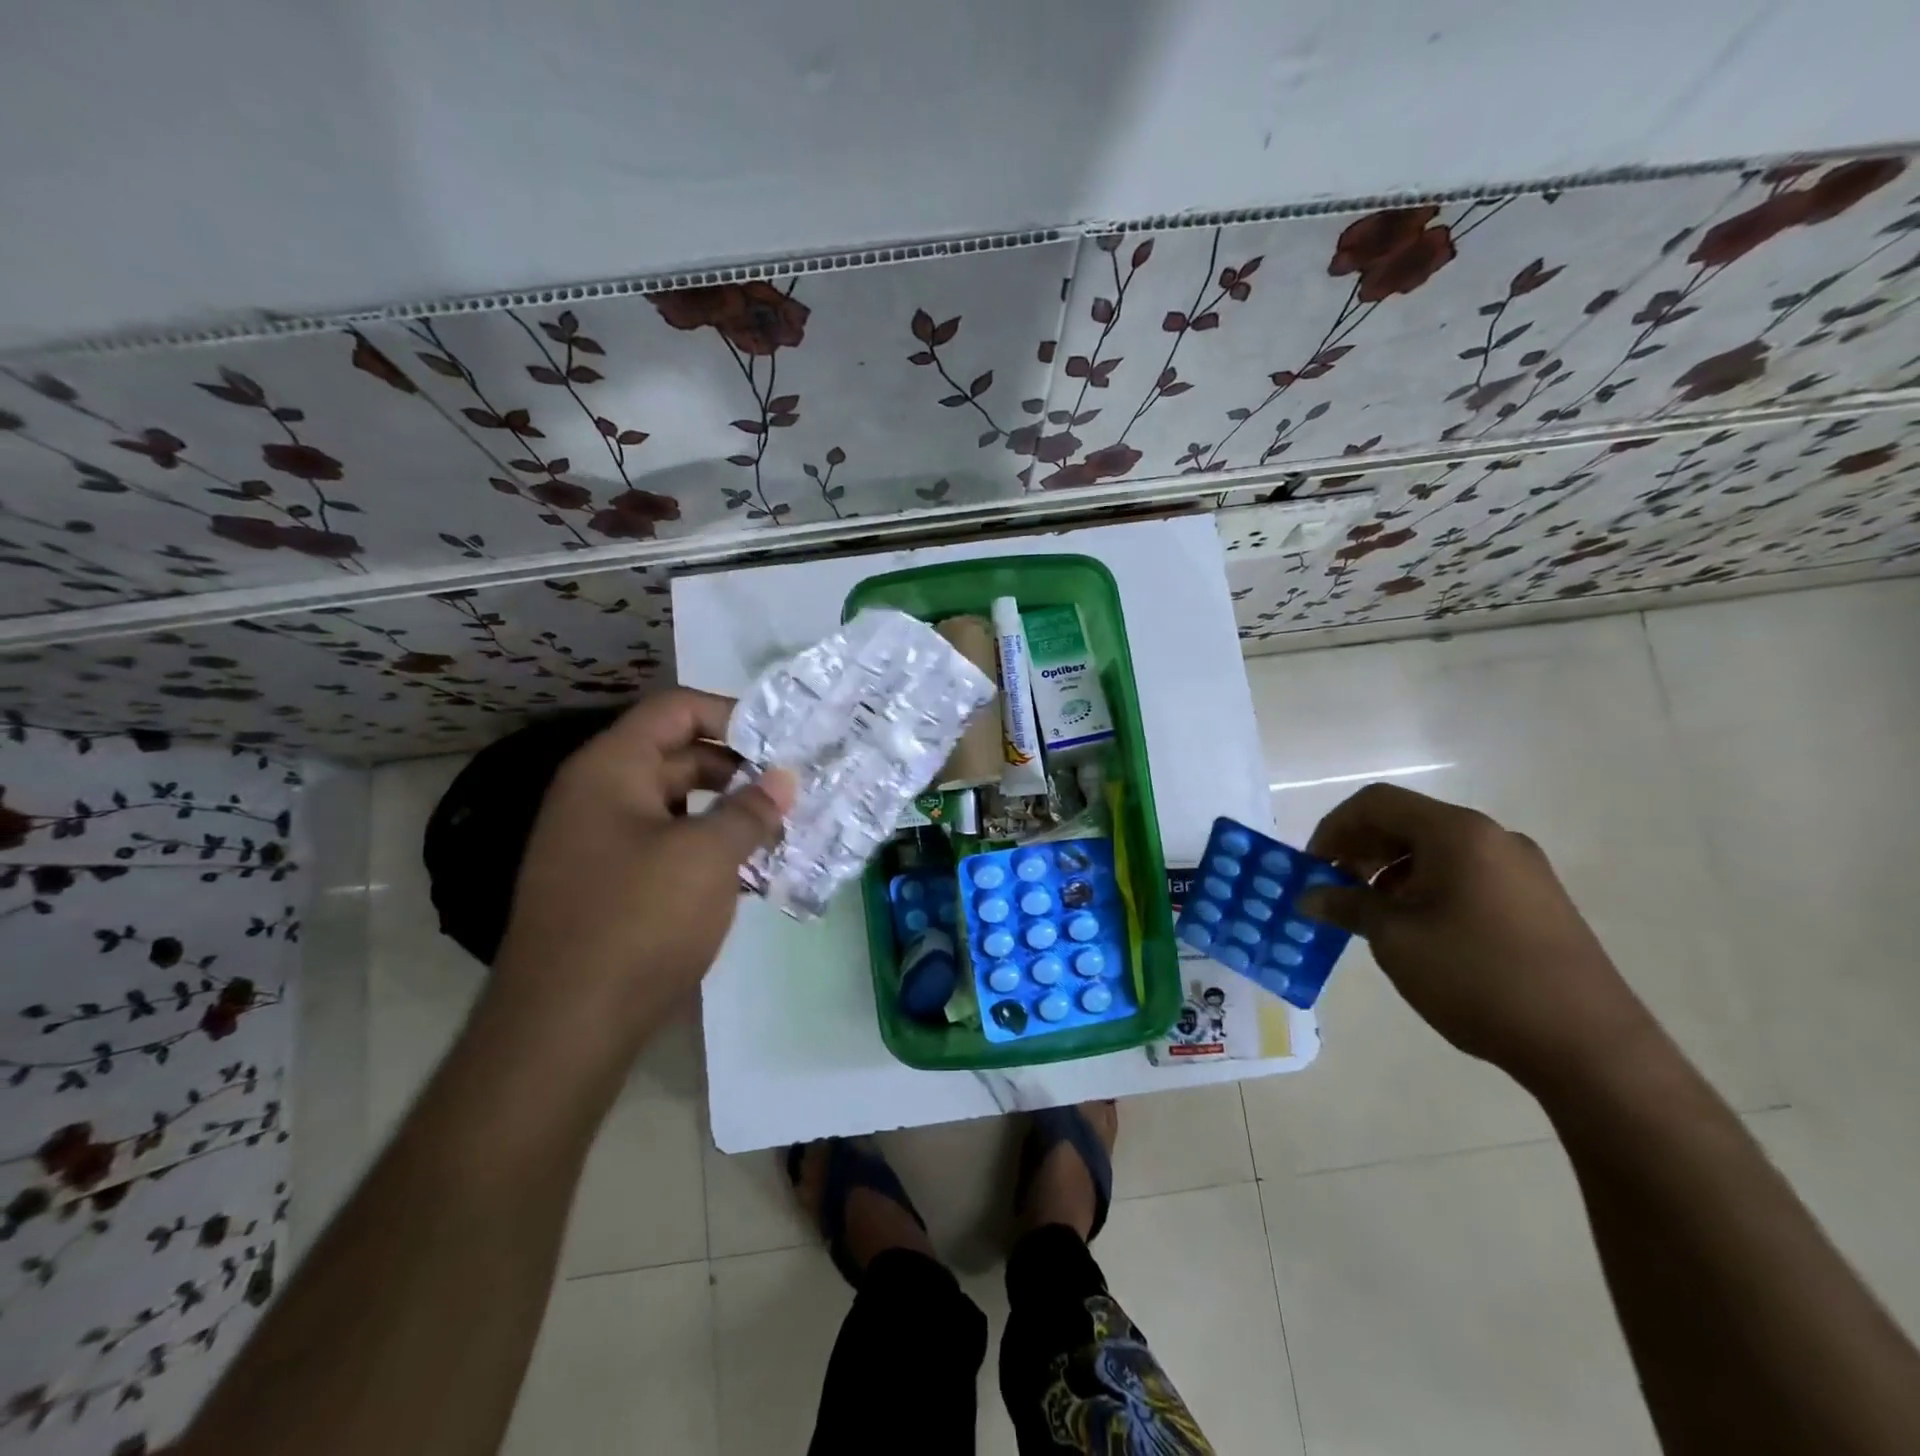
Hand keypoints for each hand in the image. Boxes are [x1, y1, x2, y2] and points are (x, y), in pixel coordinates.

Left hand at [490, 690, 793, 1047]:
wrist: (564, 1028)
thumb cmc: (638, 921)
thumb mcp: (707, 856)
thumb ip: (751, 810)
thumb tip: (784, 779)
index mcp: (611, 769)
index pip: (676, 710)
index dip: (732, 715)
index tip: (782, 743)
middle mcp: (600, 795)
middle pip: (680, 756)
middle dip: (740, 769)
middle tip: (795, 790)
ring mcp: (603, 843)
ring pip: (680, 806)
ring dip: (731, 814)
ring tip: (784, 831)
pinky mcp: (613, 887)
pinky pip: (670, 848)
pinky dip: (711, 851)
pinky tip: (754, 874)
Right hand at [1299, 783, 1654, 1087]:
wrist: (1589, 1047)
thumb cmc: (1478, 978)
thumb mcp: (1396, 939)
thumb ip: (1347, 906)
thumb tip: (1309, 896)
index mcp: (1458, 833)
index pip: (1376, 803)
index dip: (1333, 828)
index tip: (1313, 868)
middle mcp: (1493, 837)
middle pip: (1406, 821)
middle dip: (1360, 849)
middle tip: (1334, 889)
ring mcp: (1521, 869)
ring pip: (1435, 849)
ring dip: (1390, 871)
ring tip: (1371, 913)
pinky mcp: (1536, 900)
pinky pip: (1464, 874)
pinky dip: (1425, 887)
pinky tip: (1416, 928)